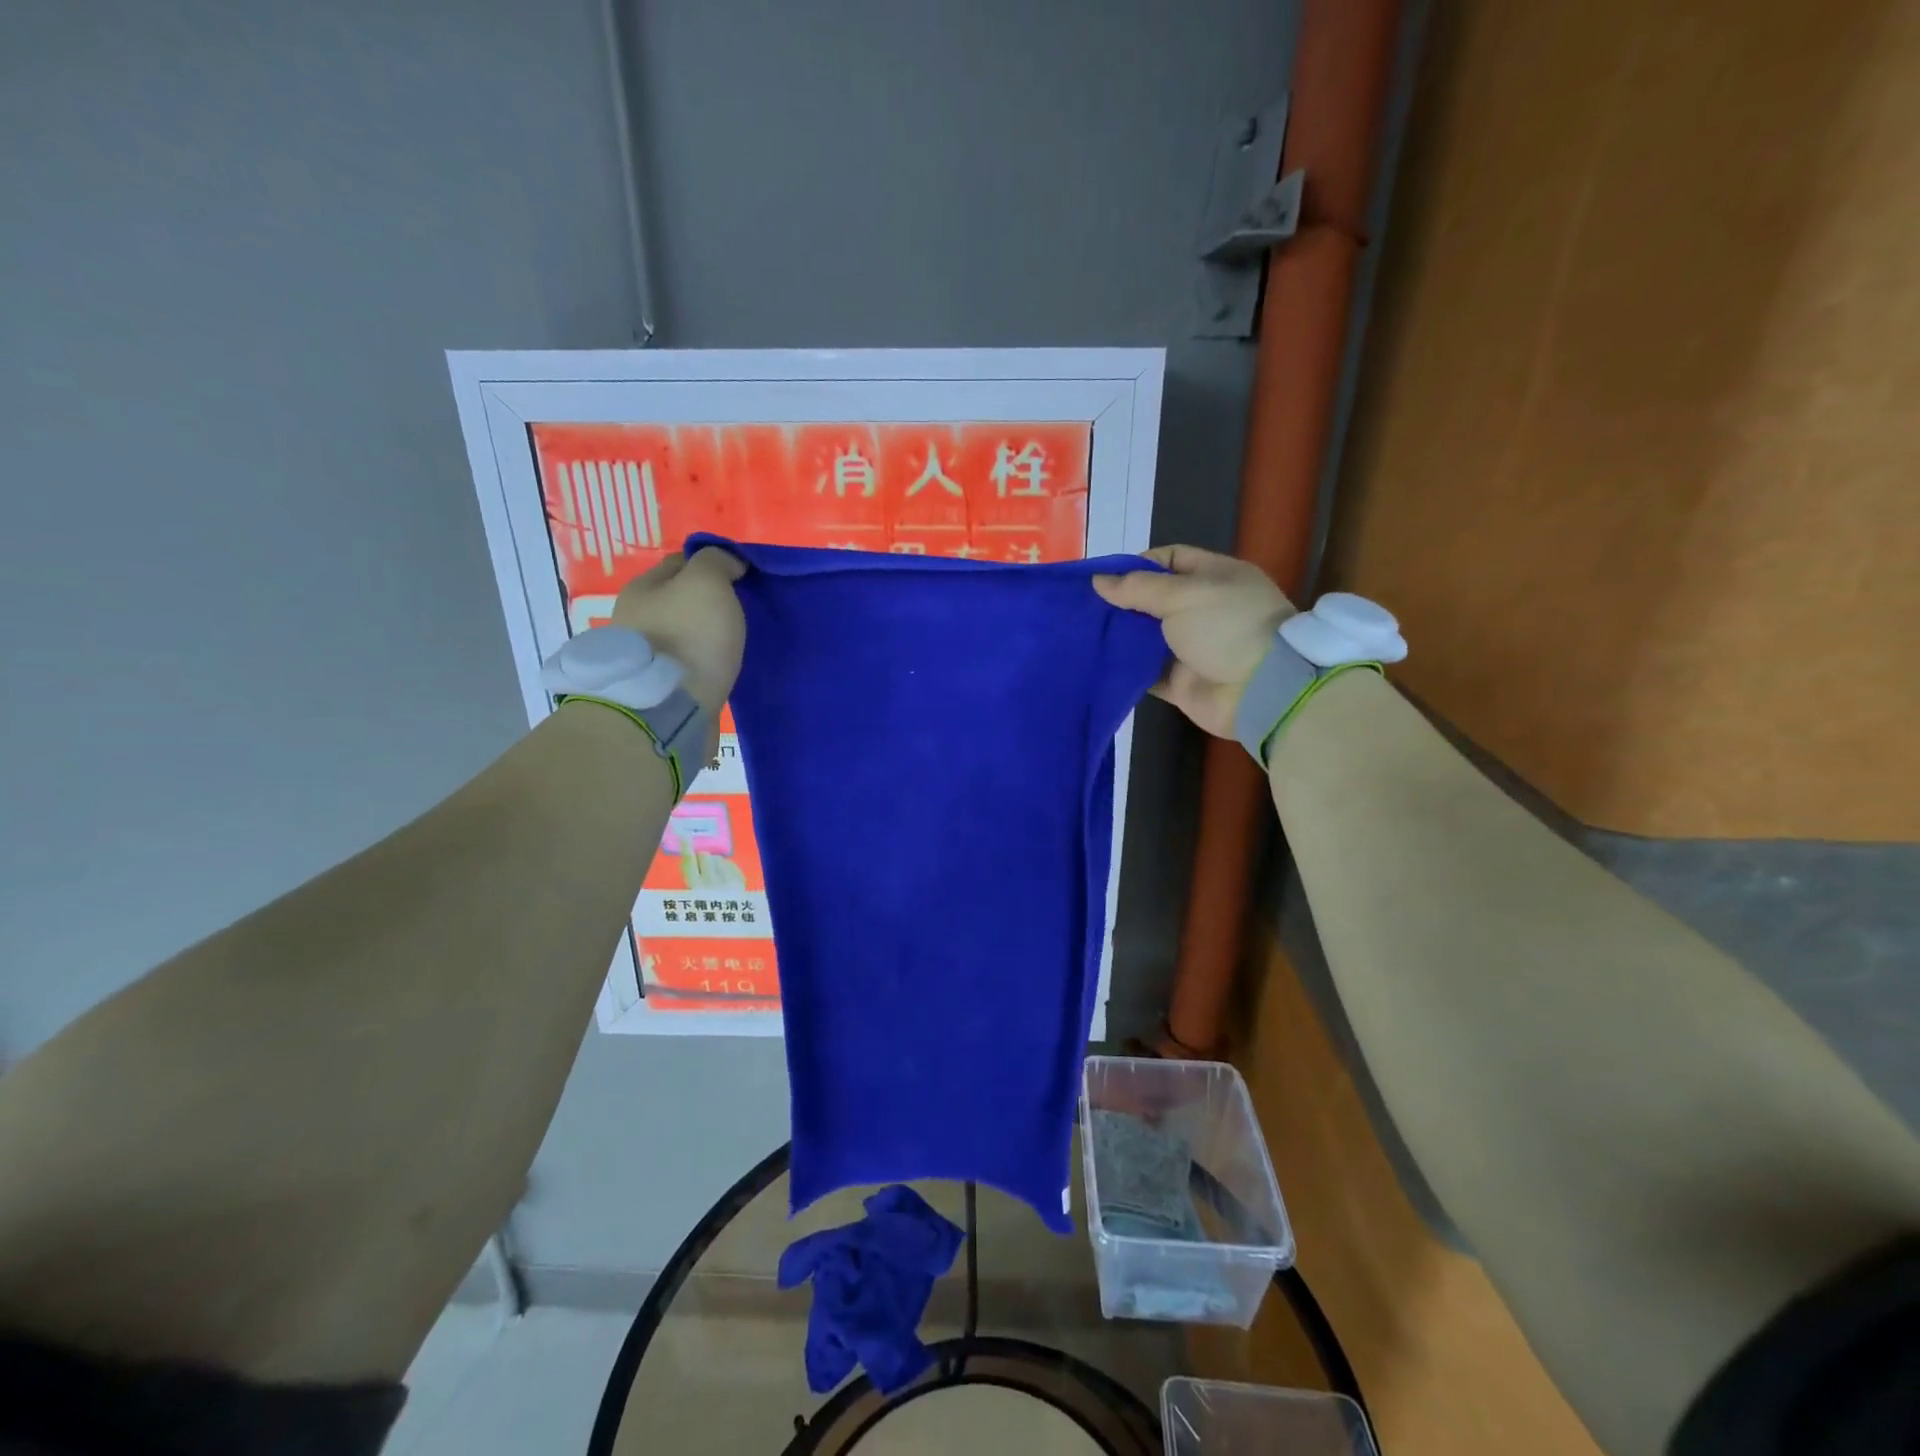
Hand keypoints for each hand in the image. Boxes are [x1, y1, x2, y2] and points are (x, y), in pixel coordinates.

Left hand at [610, 548, 746, 724]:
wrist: (669, 709)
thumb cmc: (688, 638)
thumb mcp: (706, 582)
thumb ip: (717, 561)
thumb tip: (727, 563)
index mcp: (642, 589)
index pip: (680, 563)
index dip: (713, 566)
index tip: (743, 580)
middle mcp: (636, 619)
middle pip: (680, 601)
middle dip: (708, 604)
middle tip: (742, 612)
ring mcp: (645, 657)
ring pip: (684, 635)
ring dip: (706, 637)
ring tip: (735, 644)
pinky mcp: (658, 689)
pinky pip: (687, 667)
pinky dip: (704, 665)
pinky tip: (721, 670)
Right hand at [1092, 545, 1294, 737]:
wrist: (1258, 690)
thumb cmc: (1226, 627)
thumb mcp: (1183, 595)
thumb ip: (1137, 588)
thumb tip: (1098, 581)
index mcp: (1214, 578)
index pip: (1171, 560)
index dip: (1138, 566)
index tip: (1106, 579)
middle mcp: (1203, 610)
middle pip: (1154, 600)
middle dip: (1122, 602)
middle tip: (1087, 607)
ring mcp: (1192, 648)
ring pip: (1146, 637)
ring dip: (1120, 636)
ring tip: (1084, 632)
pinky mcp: (1180, 681)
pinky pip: (1145, 672)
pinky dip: (1125, 668)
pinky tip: (1098, 662)